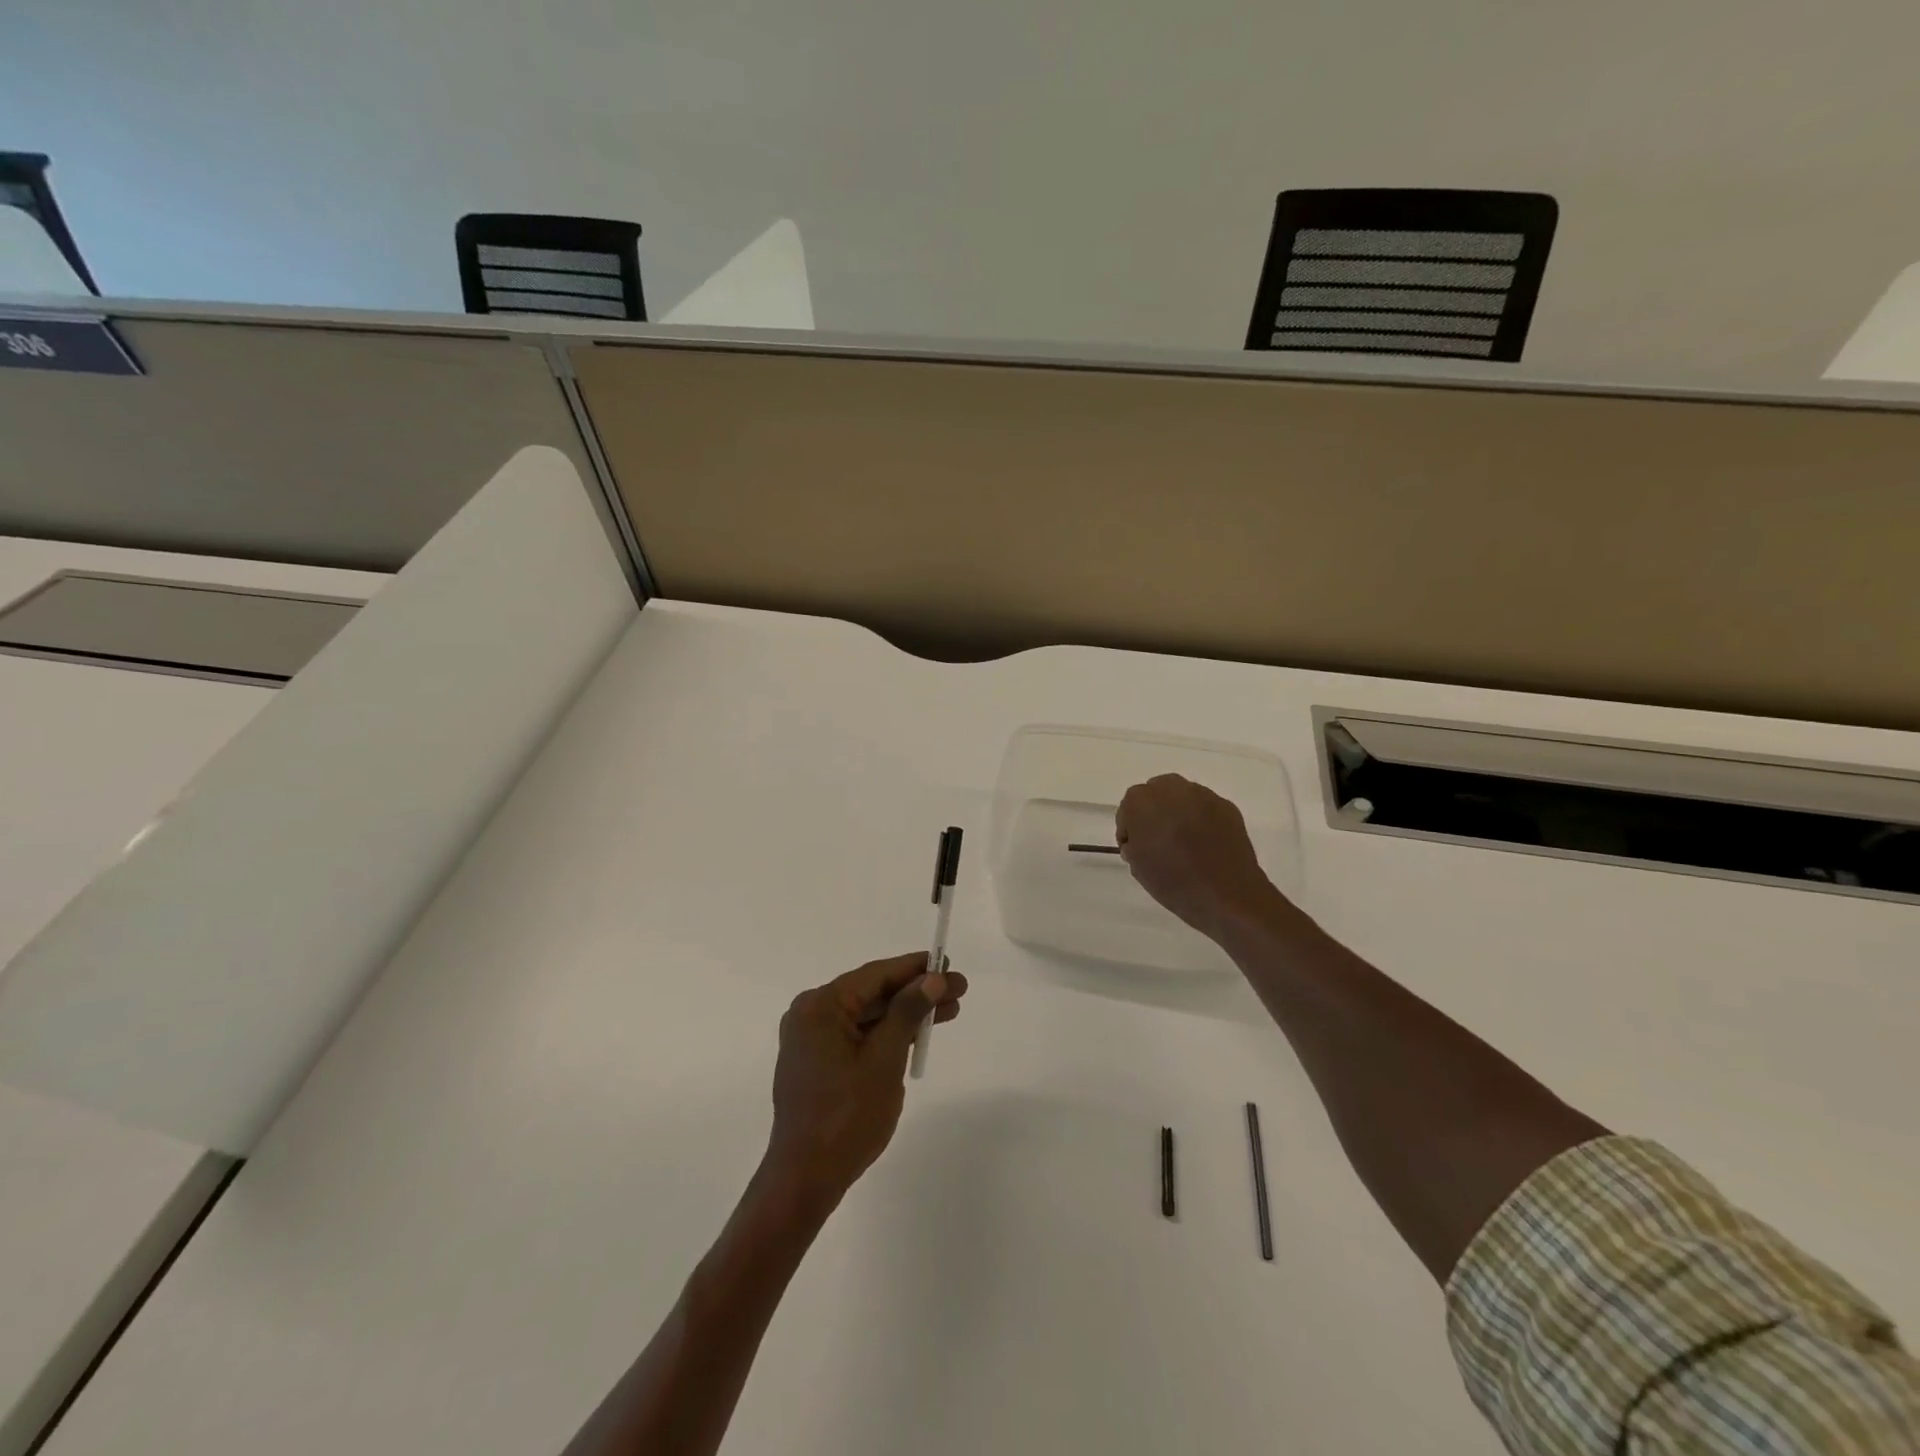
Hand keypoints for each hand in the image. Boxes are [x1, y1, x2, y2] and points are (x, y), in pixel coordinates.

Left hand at [763, 953, 967, 1206]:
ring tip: (949, 1011)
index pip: (875, 976)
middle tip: (958, 990)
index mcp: (820, 1006)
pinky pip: (858, 1035)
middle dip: (916, 993)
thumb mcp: (884, 1060)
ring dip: (906, 1014)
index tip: (948, 963)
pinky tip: (918, 1034)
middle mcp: (811, 1014)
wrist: (806, 1179)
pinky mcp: (818, 1061)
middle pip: (873, 993)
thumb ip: (907, 1012)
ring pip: (868, 1015)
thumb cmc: (846, 1117)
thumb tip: (933, 979)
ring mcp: (812, 1039)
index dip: (915, 969)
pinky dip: (887, 1034)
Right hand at [1116, 774, 1279, 936]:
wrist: (1226, 895)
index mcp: (1141, 802)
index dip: (1130, 829)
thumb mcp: (1137, 867)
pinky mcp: (1226, 806)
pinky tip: (1205, 843)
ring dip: (1178, 813)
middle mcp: (1171, 789)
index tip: (1135, 849)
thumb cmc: (1174, 882)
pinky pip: (1205, 808)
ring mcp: (1202, 795)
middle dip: (1154, 813)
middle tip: (1158, 840)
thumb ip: (1133, 844)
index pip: (1128, 809)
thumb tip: (1142, 840)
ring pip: (1182, 797)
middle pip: (1155, 794)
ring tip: (1184, 842)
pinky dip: (1201, 820)